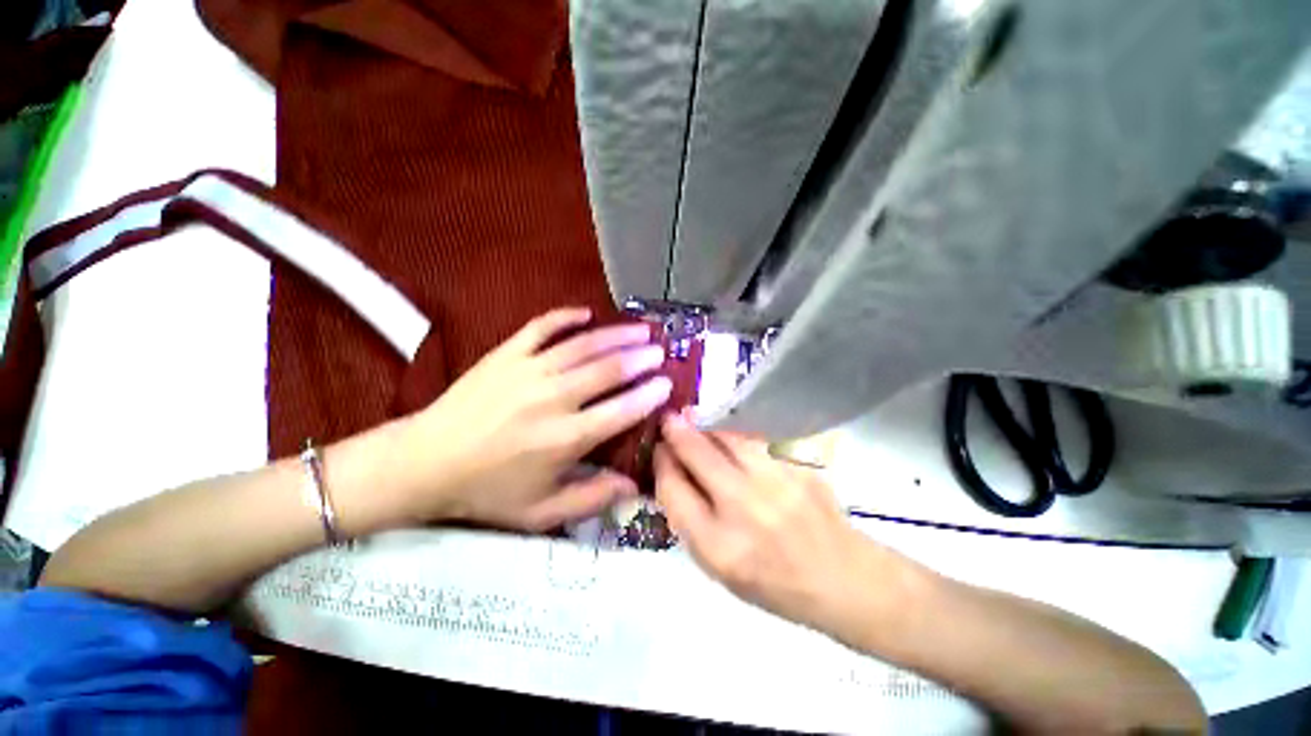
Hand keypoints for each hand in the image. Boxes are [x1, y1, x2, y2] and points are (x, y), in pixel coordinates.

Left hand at [395, 307, 671, 531]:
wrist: (424, 463)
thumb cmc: (487, 492)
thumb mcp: (542, 512)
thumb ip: (592, 499)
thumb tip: (635, 487)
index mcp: (564, 439)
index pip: (620, 411)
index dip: (648, 396)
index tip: (667, 384)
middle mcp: (552, 400)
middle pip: (607, 371)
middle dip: (639, 358)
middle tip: (659, 351)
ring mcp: (528, 371)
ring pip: (582, 346)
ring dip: (615, 335)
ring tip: (640, 328)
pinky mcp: (505, 354)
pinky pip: (541, 327)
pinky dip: (565, 317)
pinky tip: (586, 313)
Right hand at [655, 412, 911, 639]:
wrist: (842, 578)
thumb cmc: (772, 581)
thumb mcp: (718, 567)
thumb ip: (689, 519)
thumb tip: (670, 470)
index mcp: (718, 546)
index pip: (673, 488)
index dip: (661, 462)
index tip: (659, 449)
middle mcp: (744, 508)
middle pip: (696, 453)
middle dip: (676, 432)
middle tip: (669, 420)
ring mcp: (776, 481)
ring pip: (727, 437)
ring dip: (706, 428)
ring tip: (696, 421)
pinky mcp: (798, 464)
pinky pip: (755, 438)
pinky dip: (736, 435)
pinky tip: (733, 438)